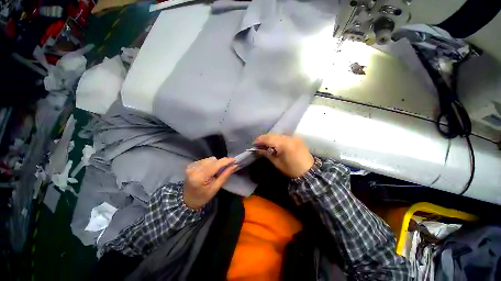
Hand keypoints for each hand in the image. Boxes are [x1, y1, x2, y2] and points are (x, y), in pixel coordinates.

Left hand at [183, 157, 236, 209]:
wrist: (188, 200)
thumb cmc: (203, 197)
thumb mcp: (215, 188)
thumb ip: (225, 175)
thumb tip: (234, 166)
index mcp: (200, 177)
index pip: (215, 165)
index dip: (225, 161)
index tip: (234, 160)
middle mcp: (194, 169)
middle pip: (213, 160)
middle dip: (220, 163)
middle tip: (225, 169)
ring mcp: (191, 166)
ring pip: (209, 159)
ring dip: (215, 163)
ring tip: (215, 172)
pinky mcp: (190, 165)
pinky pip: (204, 160)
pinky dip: (209, 164)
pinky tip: (209, 170)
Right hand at [253, 134, 313, 177]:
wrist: (309, 172)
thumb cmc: (291, 169)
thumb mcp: (277, 163)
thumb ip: (267, 154)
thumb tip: (257, 149)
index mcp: (284, 144)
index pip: (269, 138)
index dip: (260, 140)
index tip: (254, 144)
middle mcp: (289, 138)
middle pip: (273, 135)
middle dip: (265, 138)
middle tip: (258, 144)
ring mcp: (294, 137)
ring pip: (279, 135)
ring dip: (271, 138)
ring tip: (266, 144)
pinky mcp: (297, 138)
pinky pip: (284, 137)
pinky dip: (278, 139)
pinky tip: (275, 144)